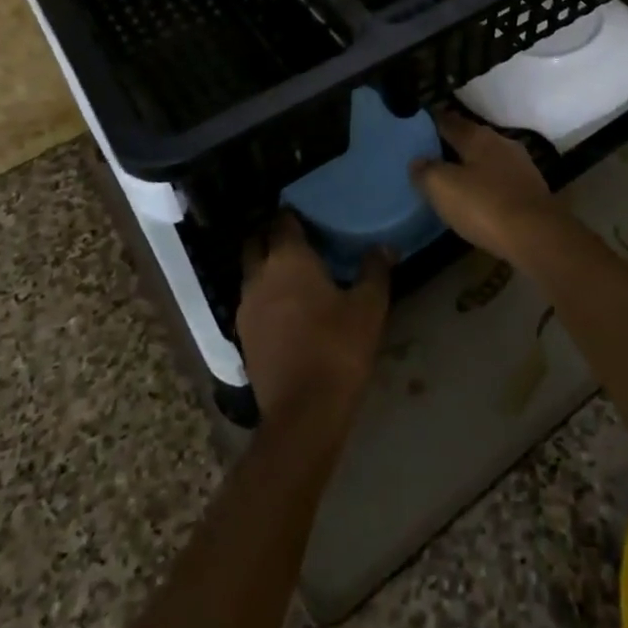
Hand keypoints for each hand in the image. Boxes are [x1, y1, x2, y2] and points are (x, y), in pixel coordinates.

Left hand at [236, 214, 389, 433]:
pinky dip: (264, 295)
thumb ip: (375, 270)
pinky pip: (251, 301)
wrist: (303, 412)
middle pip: (256, 242)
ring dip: (266, 266)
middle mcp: (259, 275)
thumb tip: (384, 247)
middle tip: (298, 239)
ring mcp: (246, 307)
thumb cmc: (338, 348)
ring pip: (251, 272)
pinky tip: (285, 307)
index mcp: (288, 259)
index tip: (308, 214)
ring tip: (293, 273)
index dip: (292, 215)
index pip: (282, 221)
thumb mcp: (368, 307)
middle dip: (272, 236)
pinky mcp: (243, 335)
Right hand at [410, 109, 569, 265]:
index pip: (449, 121)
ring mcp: (521, 166)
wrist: (537, 236)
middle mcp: (502, 143)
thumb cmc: (485, 206)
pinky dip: (486, 185)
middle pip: (471, 139)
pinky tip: (478, 198)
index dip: (431, 121)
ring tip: (452, 178)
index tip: (417, 123)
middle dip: (452, 145)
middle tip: (430, 154)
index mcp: (479, 136)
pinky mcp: (531, 190)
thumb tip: (417, 161)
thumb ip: (426, 171)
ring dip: (471, 166)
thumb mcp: (443, 187)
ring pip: (487, 159)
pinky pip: (500, 180)